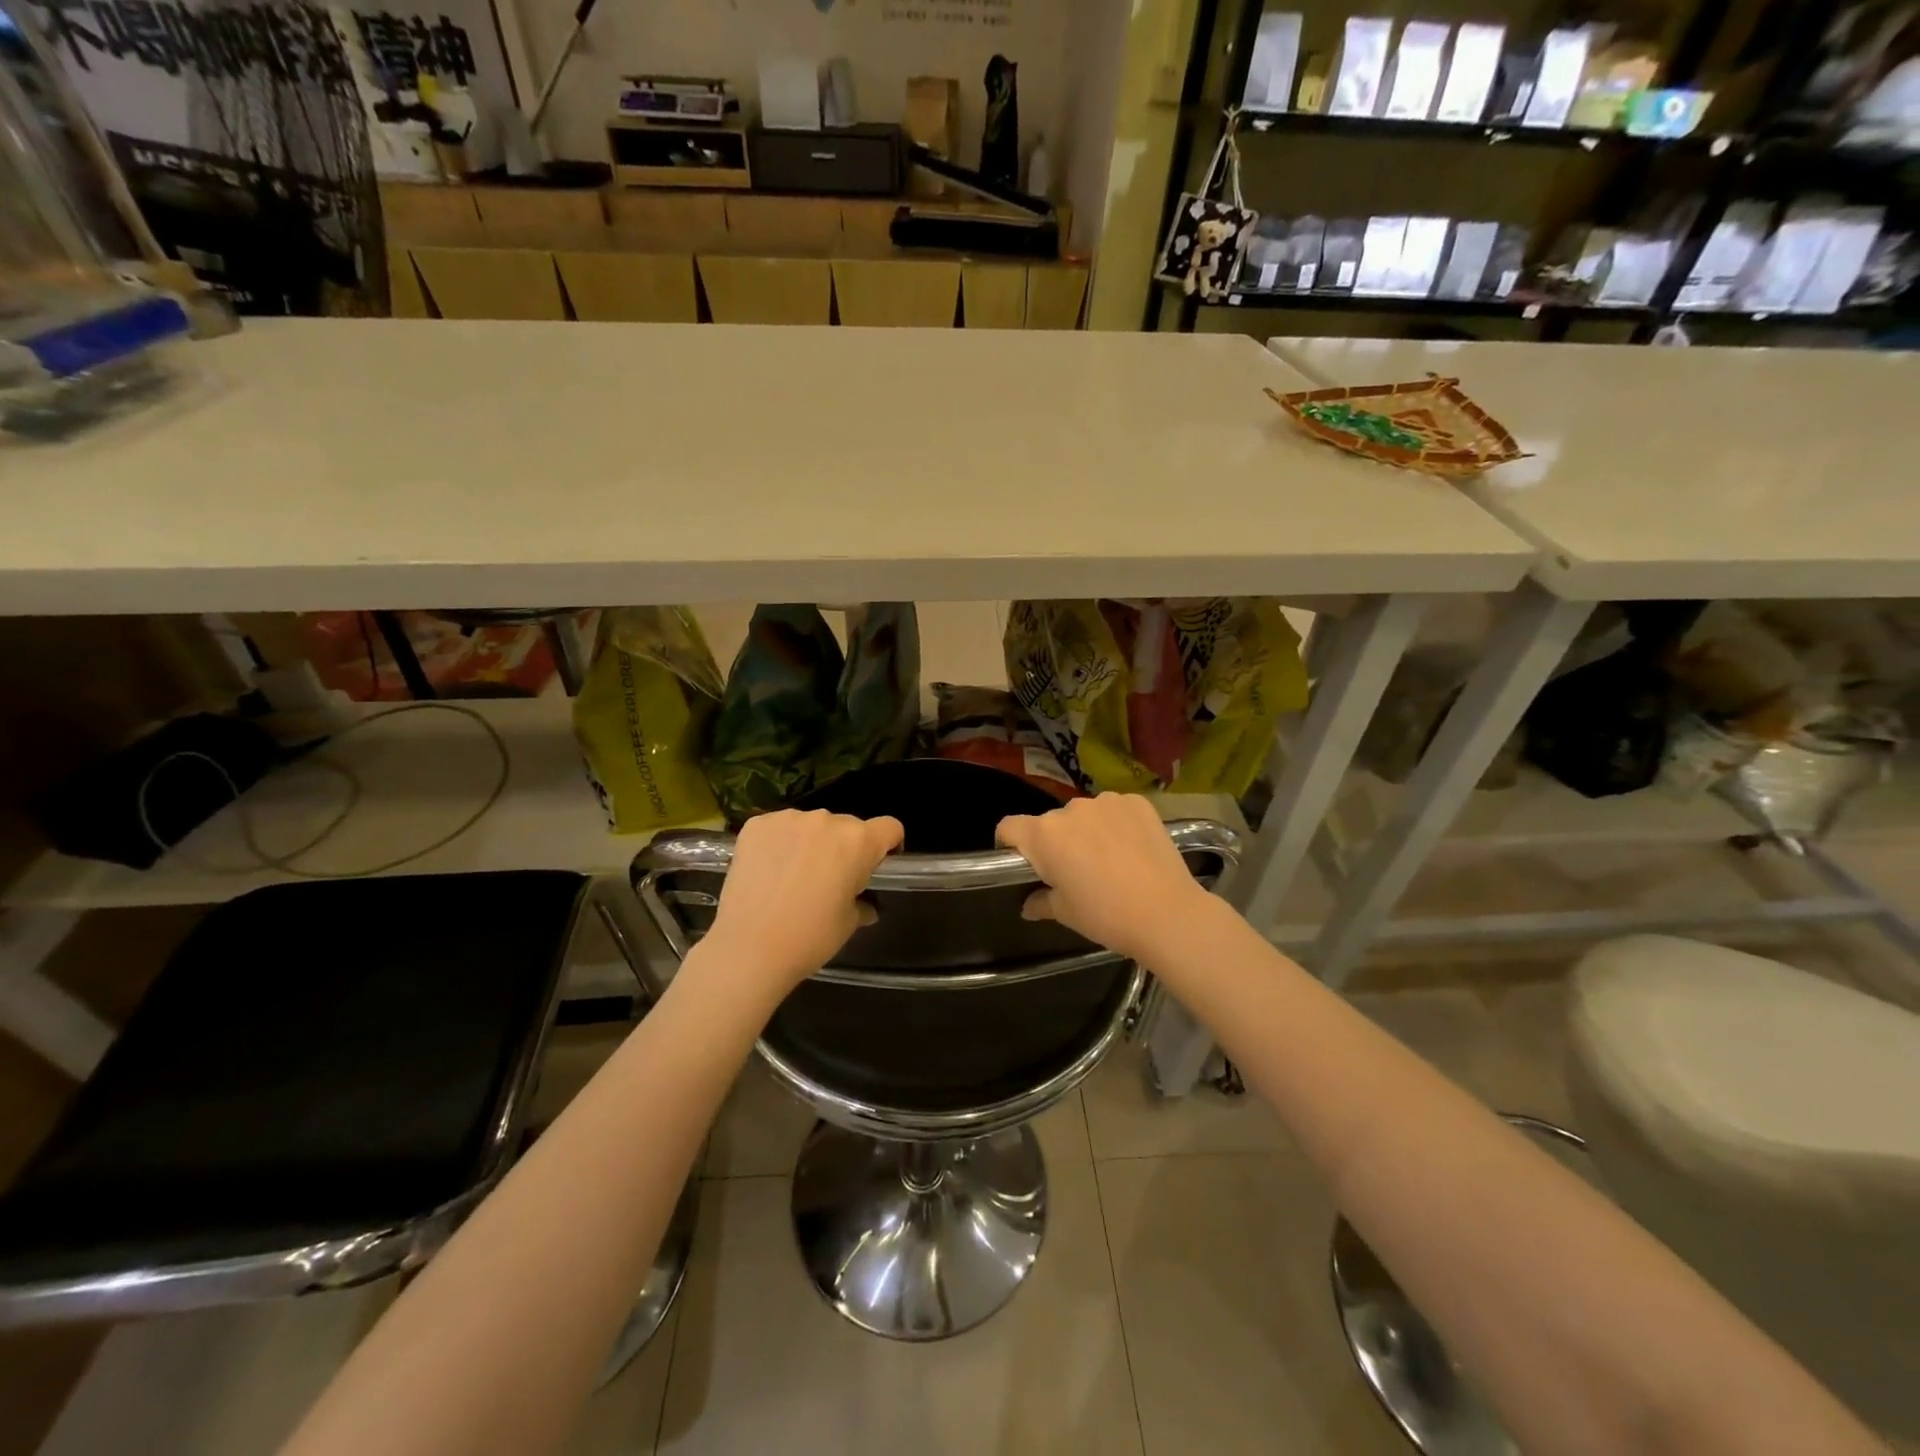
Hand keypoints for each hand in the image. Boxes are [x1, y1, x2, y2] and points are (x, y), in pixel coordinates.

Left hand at [699, 809, 903, 997]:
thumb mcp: (848, 924)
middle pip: (847, 826)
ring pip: (811, 825)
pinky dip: (779, 843)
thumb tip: (865, 906)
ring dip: (810, 843)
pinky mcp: (756, 825)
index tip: (876, 865)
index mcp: (858, 841)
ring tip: (793, 876)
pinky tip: (768, 871)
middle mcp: (827, 820)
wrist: (749, 947)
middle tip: (830, 879)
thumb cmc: (810, 937)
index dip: (888, 845)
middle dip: (844, 847)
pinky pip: (778, 828)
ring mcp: (788, 818)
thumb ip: (861, 904)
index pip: (889, 827)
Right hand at [996, 793, 1216, 964]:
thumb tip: (1028, 904)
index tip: (1023, 864)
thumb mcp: (1066, 913)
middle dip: (1056, 842)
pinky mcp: (1136, 802)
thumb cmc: (1106, 915)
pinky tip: (1132, 850)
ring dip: (1087, 831)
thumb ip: (1040, 901)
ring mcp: (1106, 802)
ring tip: (1109, 860)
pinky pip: (1115, 810)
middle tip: (1074, 871)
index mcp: (1043, 835)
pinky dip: (1117, 824)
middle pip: (1051, 823)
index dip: (1009, 844)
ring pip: (1085, 815)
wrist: (1168, 914)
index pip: (1008, 827)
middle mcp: (1070, 809)